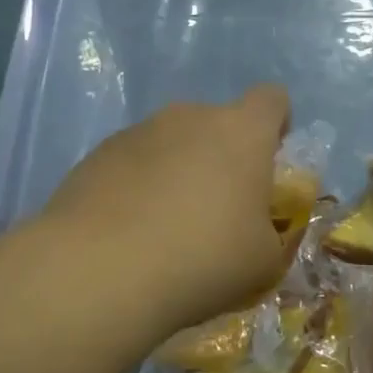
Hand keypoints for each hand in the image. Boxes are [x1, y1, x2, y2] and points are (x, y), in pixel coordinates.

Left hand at [42, 86, 292, 338]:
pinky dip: (138, 189)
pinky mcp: (95, 156)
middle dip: (222, 158)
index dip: (277, 125)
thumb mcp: (264, 261)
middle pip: (217, 123)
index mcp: (242, 132)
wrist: (101, 272)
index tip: (269, 163)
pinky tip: (130, 234)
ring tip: (167, 229)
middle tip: (219, 211)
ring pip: (172, 144)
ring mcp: (137, 132)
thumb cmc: (204, 259)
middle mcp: (190, 117)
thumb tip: (255, 226)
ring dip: (178, 173)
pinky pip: (132, 165)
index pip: (272, 100)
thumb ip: (271, 232)